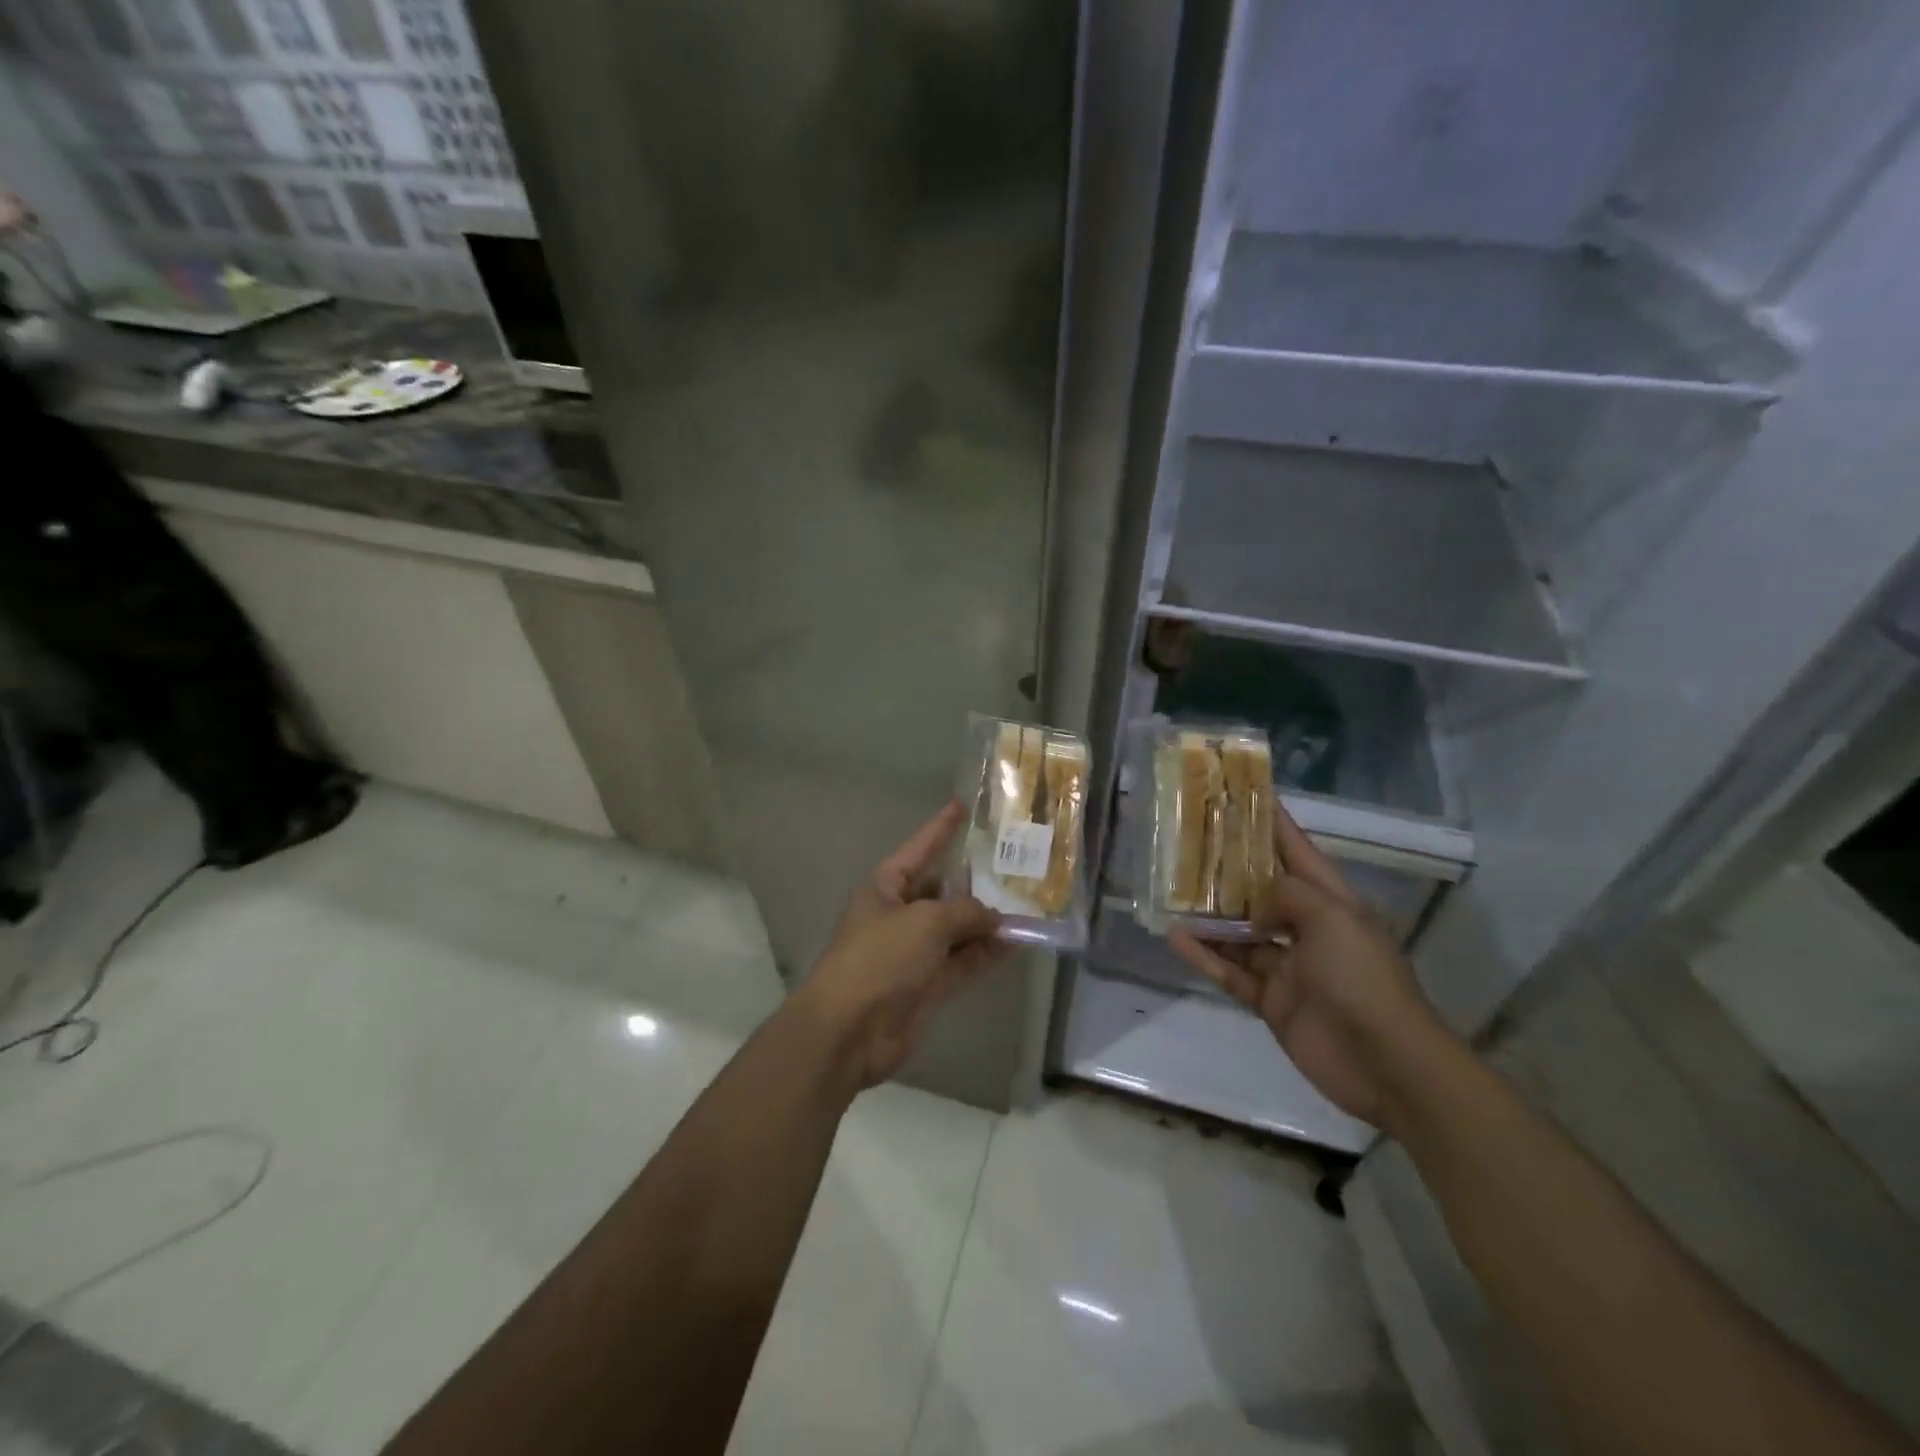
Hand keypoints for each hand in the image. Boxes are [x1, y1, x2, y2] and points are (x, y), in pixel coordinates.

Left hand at [794, 801, 1005, 1089]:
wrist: (850, 1030)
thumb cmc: (880, 958)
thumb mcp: (925, 921)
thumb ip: (964, 912)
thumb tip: (993, 917)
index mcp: (885, 889)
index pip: (918, 850)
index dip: (940, 829)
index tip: (962, 807)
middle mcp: (899, 915)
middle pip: (941, 891)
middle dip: (973, 883)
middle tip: (1013, 866)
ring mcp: (914, 952)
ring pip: (957, 930)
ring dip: (986, 922)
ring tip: (1027, 904)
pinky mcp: (928, 985)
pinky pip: (963, 962)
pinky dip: (986, 954)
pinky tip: (1016, 943)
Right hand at [1169, 803, 1443, 1127]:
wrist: (1387, 1064)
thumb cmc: (1363, 979)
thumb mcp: (1333, 919)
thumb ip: (1287, 895)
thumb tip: (1253, 903)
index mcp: (1332, 902)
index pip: (1298, 852)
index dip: (1272, 823)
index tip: (1243, 794)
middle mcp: (1307, 929)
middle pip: (1261, 890)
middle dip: (1229, 867)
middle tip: (1188, 842)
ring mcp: (1288, 966)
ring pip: (1239, 932)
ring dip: (1208, 914)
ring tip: (1170, 890)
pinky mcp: (1270, 1000)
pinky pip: (1230, 971)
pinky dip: (1204, 955)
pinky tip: (1174, 937)